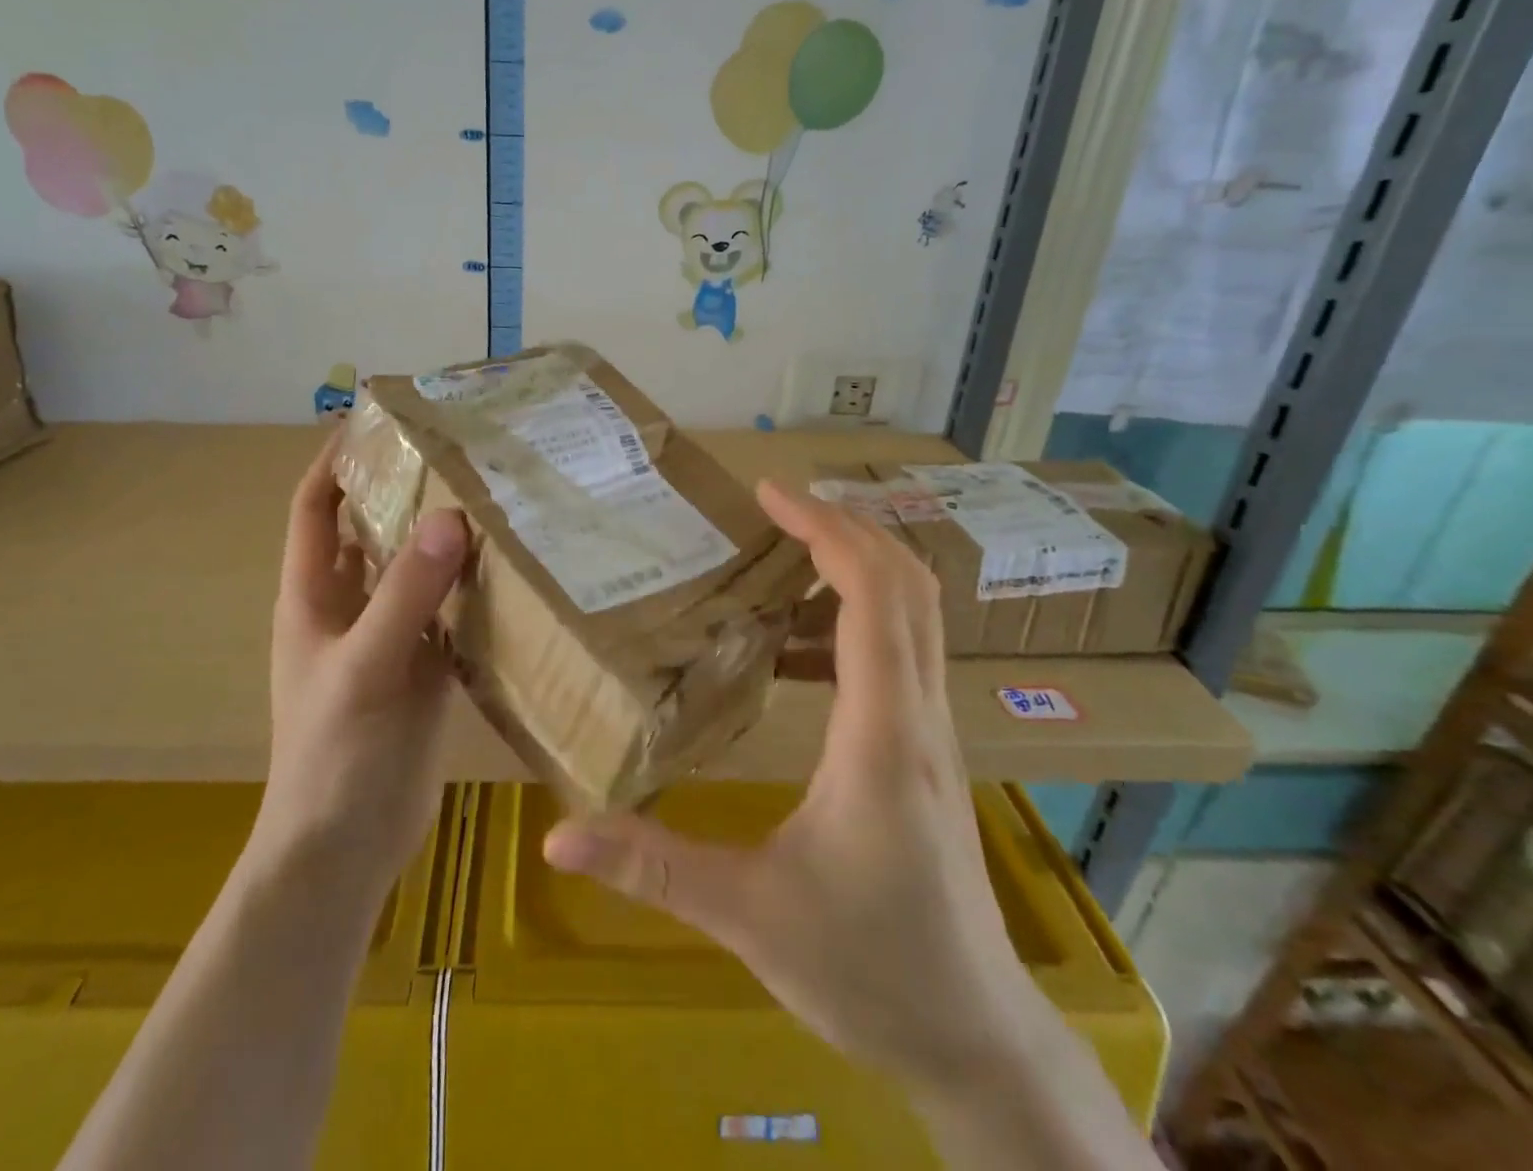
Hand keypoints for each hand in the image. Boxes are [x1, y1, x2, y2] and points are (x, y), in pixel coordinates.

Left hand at [256, 432, 468, 891]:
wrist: (345, 852)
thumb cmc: (336, 756)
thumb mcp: (366, 668)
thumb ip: (405, 595)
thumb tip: (450, 517)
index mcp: (313, 597)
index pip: (316, 508)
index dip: (335, 461)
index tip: (379, 421)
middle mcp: (349, 608)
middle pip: (374, 532)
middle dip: (407, 492)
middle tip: (462, 453)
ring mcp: (389, 639)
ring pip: (416, 571)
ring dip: (446, 540)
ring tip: (498, 498)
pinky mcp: (424, 669)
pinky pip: (450, 613)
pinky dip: (473, 590)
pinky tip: (515, 570)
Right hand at [544, 479, 1035, 1089]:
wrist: (975, 1036)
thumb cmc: (869, 969)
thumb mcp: (748, 915)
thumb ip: (652, 866)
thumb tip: (557, 836)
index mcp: (881, 735)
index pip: (871, 597)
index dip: (825, 531)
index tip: (768, 495)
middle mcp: (920, 715)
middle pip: (909, 584)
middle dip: (846, 527)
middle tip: (774, 507)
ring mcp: (933, 730)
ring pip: (917, 613)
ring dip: (857, 564)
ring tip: (782, 553)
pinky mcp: (927, 748)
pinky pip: (904, 650)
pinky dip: (858, 613)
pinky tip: (795, 643)